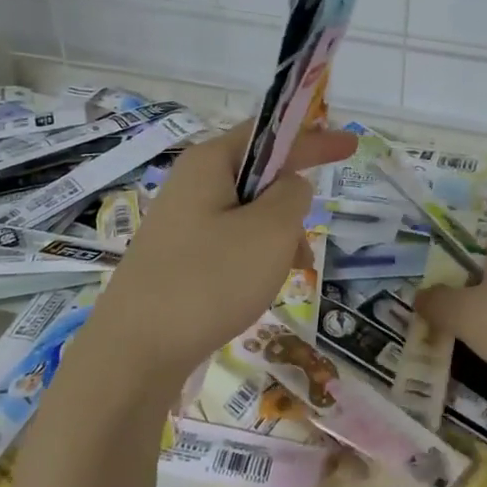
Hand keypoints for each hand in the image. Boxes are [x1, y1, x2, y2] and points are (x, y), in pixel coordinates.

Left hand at [84, 120, 355, 382]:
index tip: (351, 144)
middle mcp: (191, 184)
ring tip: (281, 278)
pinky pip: (228, 244)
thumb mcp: (270, 230)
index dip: (315, 138)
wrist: (135, 352)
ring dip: (275, 240)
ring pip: (247, 216)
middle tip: (302, 247)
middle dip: (290, 208)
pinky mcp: (175, 258)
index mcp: (210, 162)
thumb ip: (293, 195)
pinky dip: (253, 260)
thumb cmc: (210, 279)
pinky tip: (256, 293)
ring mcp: (179, 223)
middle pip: (259, 178)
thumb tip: (290, 186)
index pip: (271, 134)